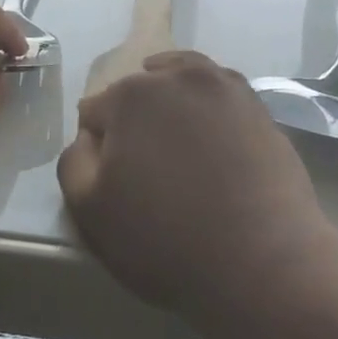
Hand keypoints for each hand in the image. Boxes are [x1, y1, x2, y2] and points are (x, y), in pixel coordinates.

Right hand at [57, 51, 334, 318]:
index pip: (97, 111)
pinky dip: (212, 113)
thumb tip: (90, 136)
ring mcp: (227, 89)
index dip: (99, 144)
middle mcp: (180, 77)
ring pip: (185, 84)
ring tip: (177, 146)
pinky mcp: (262, 110)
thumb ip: (74, 161)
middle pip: (142, 91)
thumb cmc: (166, 239)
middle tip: (145, 165)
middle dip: (136, 119)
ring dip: (174, 104)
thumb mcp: (90, 212)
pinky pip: (222, 101)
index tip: (110, 175)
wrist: (263, 262)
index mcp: (132, 95)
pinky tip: (213, 143)